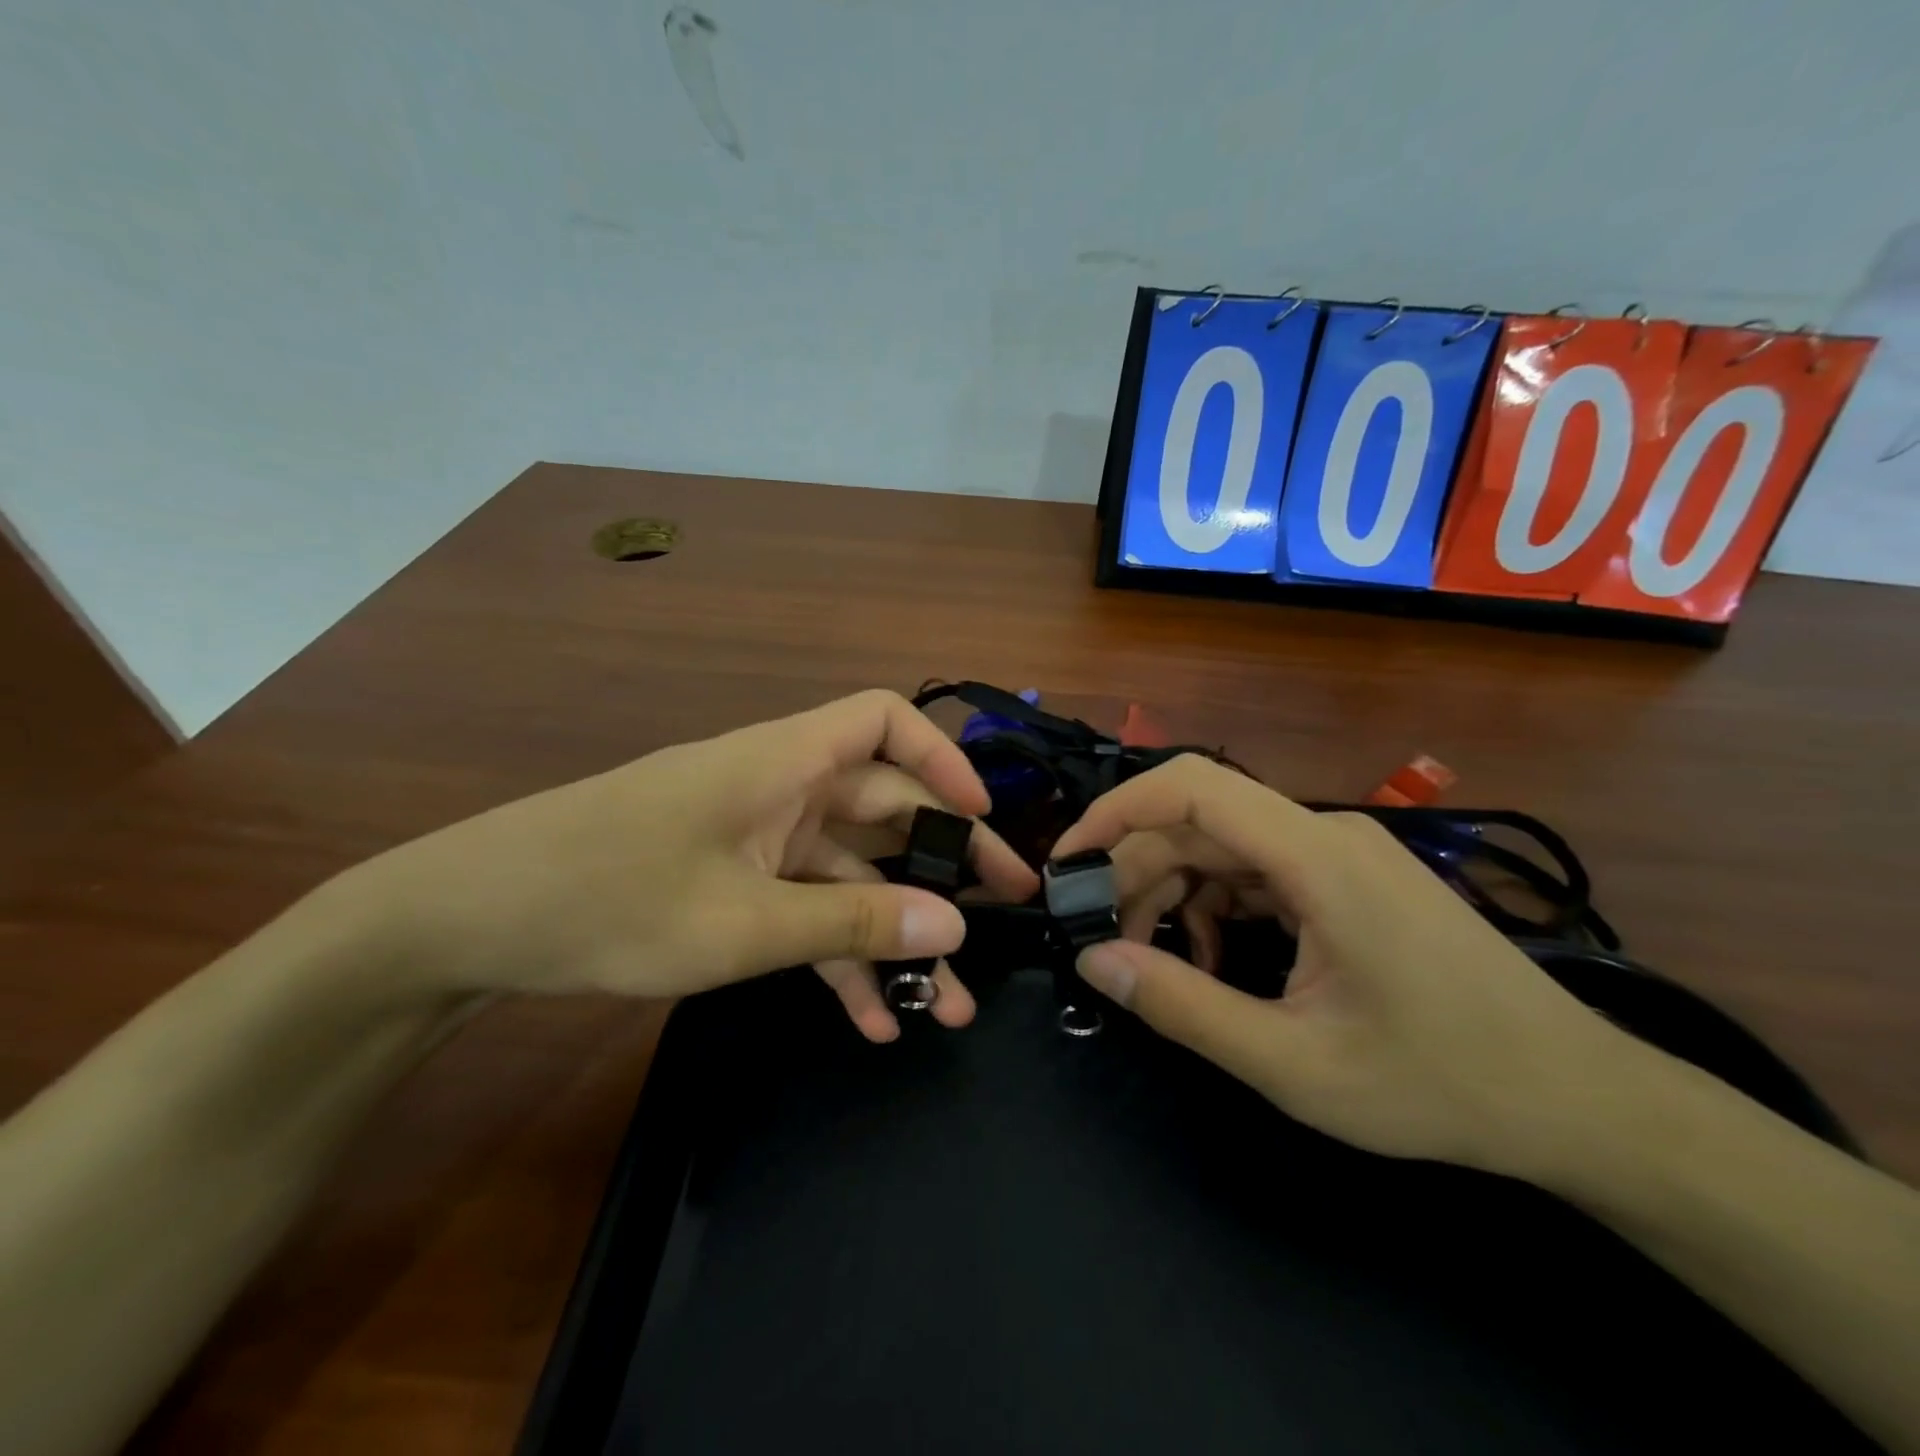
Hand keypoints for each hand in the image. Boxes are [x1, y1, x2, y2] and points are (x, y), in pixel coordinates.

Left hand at [359, 690, 1037, 1039]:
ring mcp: (758, 838)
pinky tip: (870, 1020)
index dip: (943, 758)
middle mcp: (781, 788)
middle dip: (942, 867)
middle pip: (883, 809)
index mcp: (785, 762)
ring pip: (849, 874)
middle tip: (1002, 918)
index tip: (981, 819)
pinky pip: (805, 910)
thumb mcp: (742, 924)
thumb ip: (852, 926)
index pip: (885, 720)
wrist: (470, 921)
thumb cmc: (608, 899)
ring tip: (944, 1006)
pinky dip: (837, 956)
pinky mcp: (734, 880)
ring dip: (893, 934)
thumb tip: (952, 928)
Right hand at [1050, 755, 1637, 1178]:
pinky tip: (1216, 961)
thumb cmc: (1442, 1084)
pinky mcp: (1350, 879)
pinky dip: (1218, 907)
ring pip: (1224, 849)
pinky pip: (1258, 872)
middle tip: (1105, 942)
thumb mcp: (1294, 1064)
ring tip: (1158, 962)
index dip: (1116, 811)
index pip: (1191, 787)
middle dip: (1138, 874)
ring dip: (1175, 895)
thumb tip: (1095, 959)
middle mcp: (1326, 834)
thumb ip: (1184, 1007)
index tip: (1068, 862)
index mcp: (1317, 858)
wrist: (1580, 1101)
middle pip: (1199, 825)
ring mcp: (1342, 854)